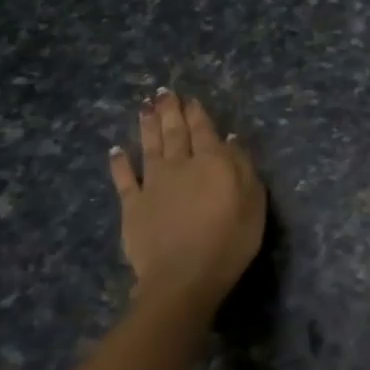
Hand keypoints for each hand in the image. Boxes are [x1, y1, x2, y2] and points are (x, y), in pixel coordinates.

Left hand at [109, 90, 265, 315]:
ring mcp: (153, 185)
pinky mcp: (132, 206)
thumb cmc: (230, 240)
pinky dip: (119, 163)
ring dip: (147, 126)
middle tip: (163, 92)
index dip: (197, 113)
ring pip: (150, 147)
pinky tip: (116, 150)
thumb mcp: (253, 202)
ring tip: (144, 107)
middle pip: (175, 133)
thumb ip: (242, 168)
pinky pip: (124, 179)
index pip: (205, 131)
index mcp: (213, 162)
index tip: (191, 99)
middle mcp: (181, 165)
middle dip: (170, 111)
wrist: (184, 277)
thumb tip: (230, 141)